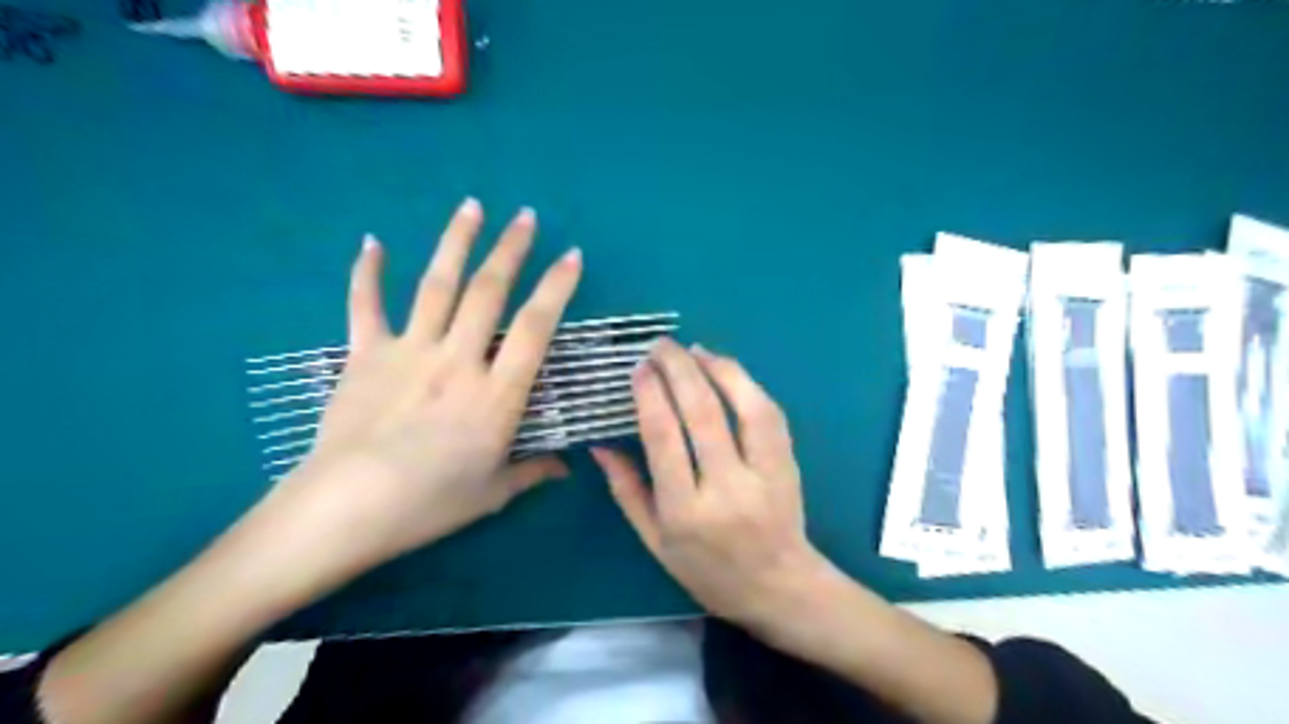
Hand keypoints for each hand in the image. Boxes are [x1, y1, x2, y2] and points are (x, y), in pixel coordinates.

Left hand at [270, 196, 584, 571]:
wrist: (345, 509)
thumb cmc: (428, 504)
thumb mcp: (492, 493)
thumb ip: (533, 472)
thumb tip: (567, 469)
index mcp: (496, 393)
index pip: (535, 328)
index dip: (556, 288)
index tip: (572, 256)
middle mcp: (457, 359)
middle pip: (488, 292)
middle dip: (510, 249)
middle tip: (526, 216)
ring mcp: (409, 351)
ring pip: (437, 285)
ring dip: (456, 242)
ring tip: (472, 207)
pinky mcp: (366, 354)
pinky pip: (365, 305)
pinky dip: (367, 273)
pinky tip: (373, 242)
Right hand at [591, 339, 829, 628]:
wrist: (779, 586)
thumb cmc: (707, 570)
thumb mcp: (655, 542)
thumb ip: (627, 491)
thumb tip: (600, 445)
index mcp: (685, 511)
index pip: (664, 439)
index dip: (650, 396)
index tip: (638, 368)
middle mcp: (726, 488)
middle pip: (701, 413)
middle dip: (678, 369)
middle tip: (660, 345)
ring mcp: (763, 474)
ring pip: (743, 406)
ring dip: (717, 368)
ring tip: (693, 349)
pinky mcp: (788, 464)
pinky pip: (769, 414)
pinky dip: (747, 385)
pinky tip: (726, 369)